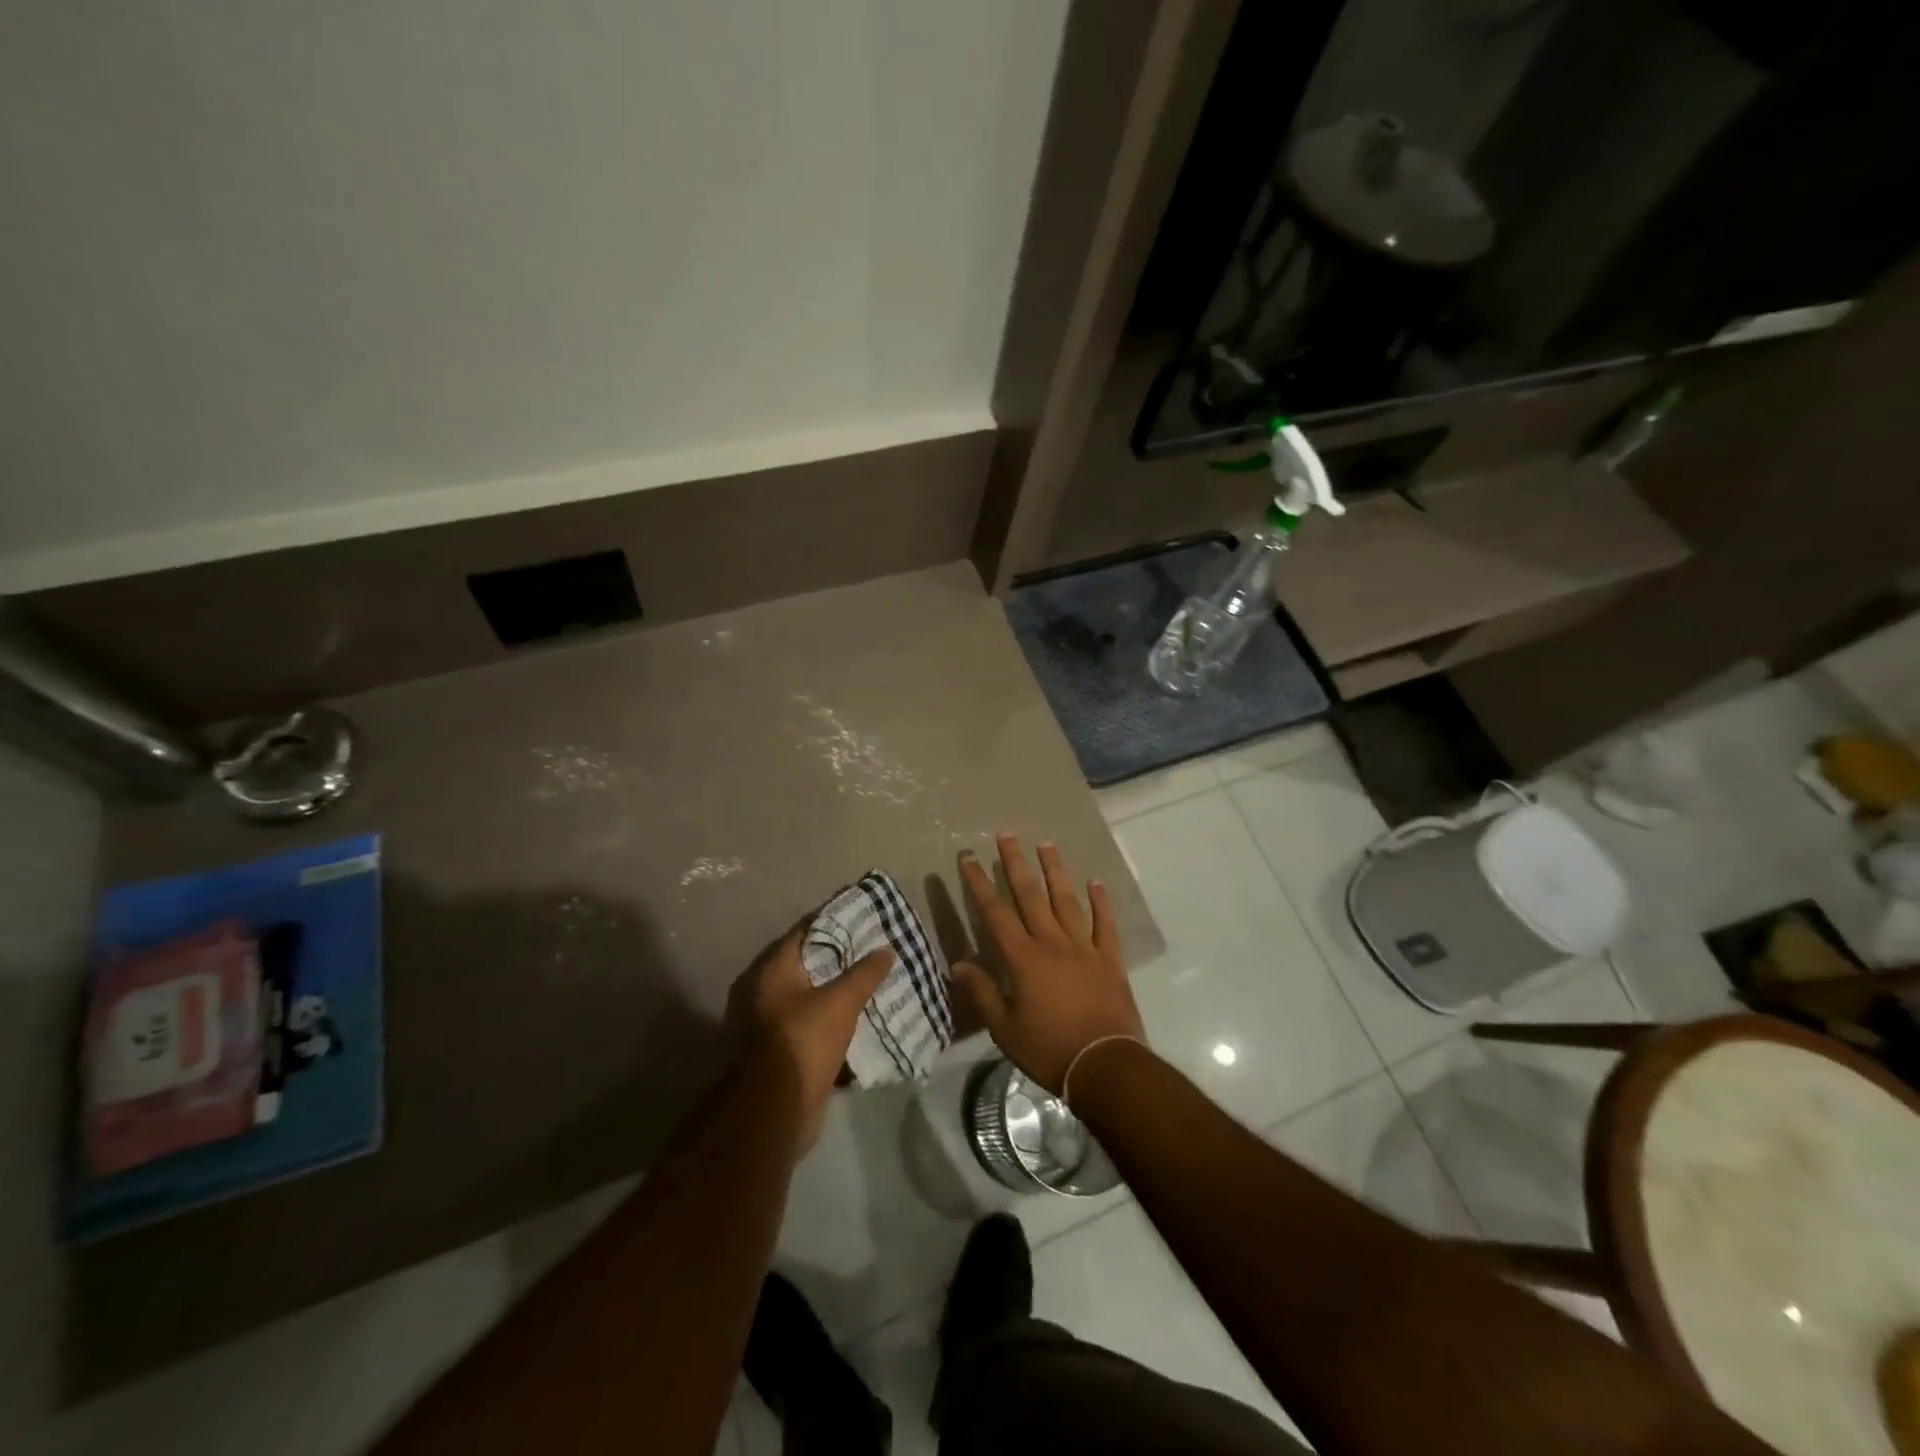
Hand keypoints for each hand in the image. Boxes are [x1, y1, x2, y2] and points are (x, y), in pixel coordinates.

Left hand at [731, 921, 892, 1150]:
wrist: (776, 1109)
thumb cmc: (803, 1041)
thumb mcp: (840, 1001)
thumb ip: (864, 973)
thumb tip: (885, 949)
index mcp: (775, 970)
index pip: (806, 931)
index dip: (834, 921)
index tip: (862, 915)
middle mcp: (768, 990)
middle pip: (809, 963)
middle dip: (841, 956)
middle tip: (874, 947)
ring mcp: (774, 1021)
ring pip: (814, 995)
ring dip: (840, 989)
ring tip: (874, 978)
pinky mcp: (785, 1048)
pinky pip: (815, 1022)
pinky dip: (836, 1017)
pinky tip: (863, 1015)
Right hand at [953, 834, 1143, 1093]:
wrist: (1105, 1066)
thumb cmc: (1049, 1049)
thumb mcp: (1005, 1029)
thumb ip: (982, 993)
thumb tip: (958, 964)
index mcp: (1024, 959)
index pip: (995, 913)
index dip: (980, 884)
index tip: (969, 858)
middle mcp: (1052, 944)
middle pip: (1030, 896)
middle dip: (1015, 863)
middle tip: (1006, 835)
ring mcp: (1084, 948)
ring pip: (1066, 901)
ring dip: (1055, 871)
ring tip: (1046, 844)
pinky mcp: (1110, 960)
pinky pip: (1105, 924)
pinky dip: (1101, 903)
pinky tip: (1096, 883)